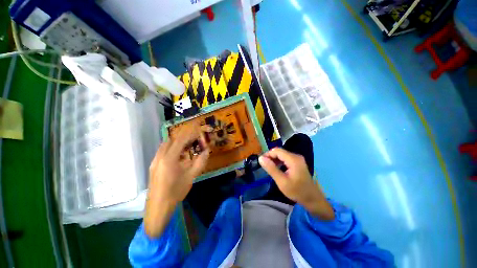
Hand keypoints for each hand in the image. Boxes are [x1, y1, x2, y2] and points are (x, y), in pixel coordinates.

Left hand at [145, 124, 209, 236]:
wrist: (158, 208)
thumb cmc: (176, 192)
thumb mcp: (191, 176)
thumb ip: (200, 161)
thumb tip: (207, 150)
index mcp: (169, 159)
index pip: (180, 140)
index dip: (190, 133)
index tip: (197, 129)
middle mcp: (159, 157)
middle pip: (172, 140)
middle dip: (184, 136)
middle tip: (194, 137)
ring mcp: (155, 161)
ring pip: (166, 145)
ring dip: (177, 142)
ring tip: (188, 145)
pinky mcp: (153, 166)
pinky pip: (163, 151)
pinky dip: (172, 148)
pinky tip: (179, 156)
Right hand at [259, 148, 333, 219]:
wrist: (312, 199)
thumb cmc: (297, 191)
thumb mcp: (281, 181)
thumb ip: (271, 168)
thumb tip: (260, 158)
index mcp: (293, 159)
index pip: (277, 151)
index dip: (268, 154)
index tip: (261, 162)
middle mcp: (296, 156)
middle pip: (279, 152)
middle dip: (270, 157)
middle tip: (264, 165)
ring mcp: (298, 159)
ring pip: (282, 155)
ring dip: (274, 159)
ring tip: (268, 167)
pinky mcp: (297, 163)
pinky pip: (285, 158)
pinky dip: (279, 161)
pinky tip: (276, 168)